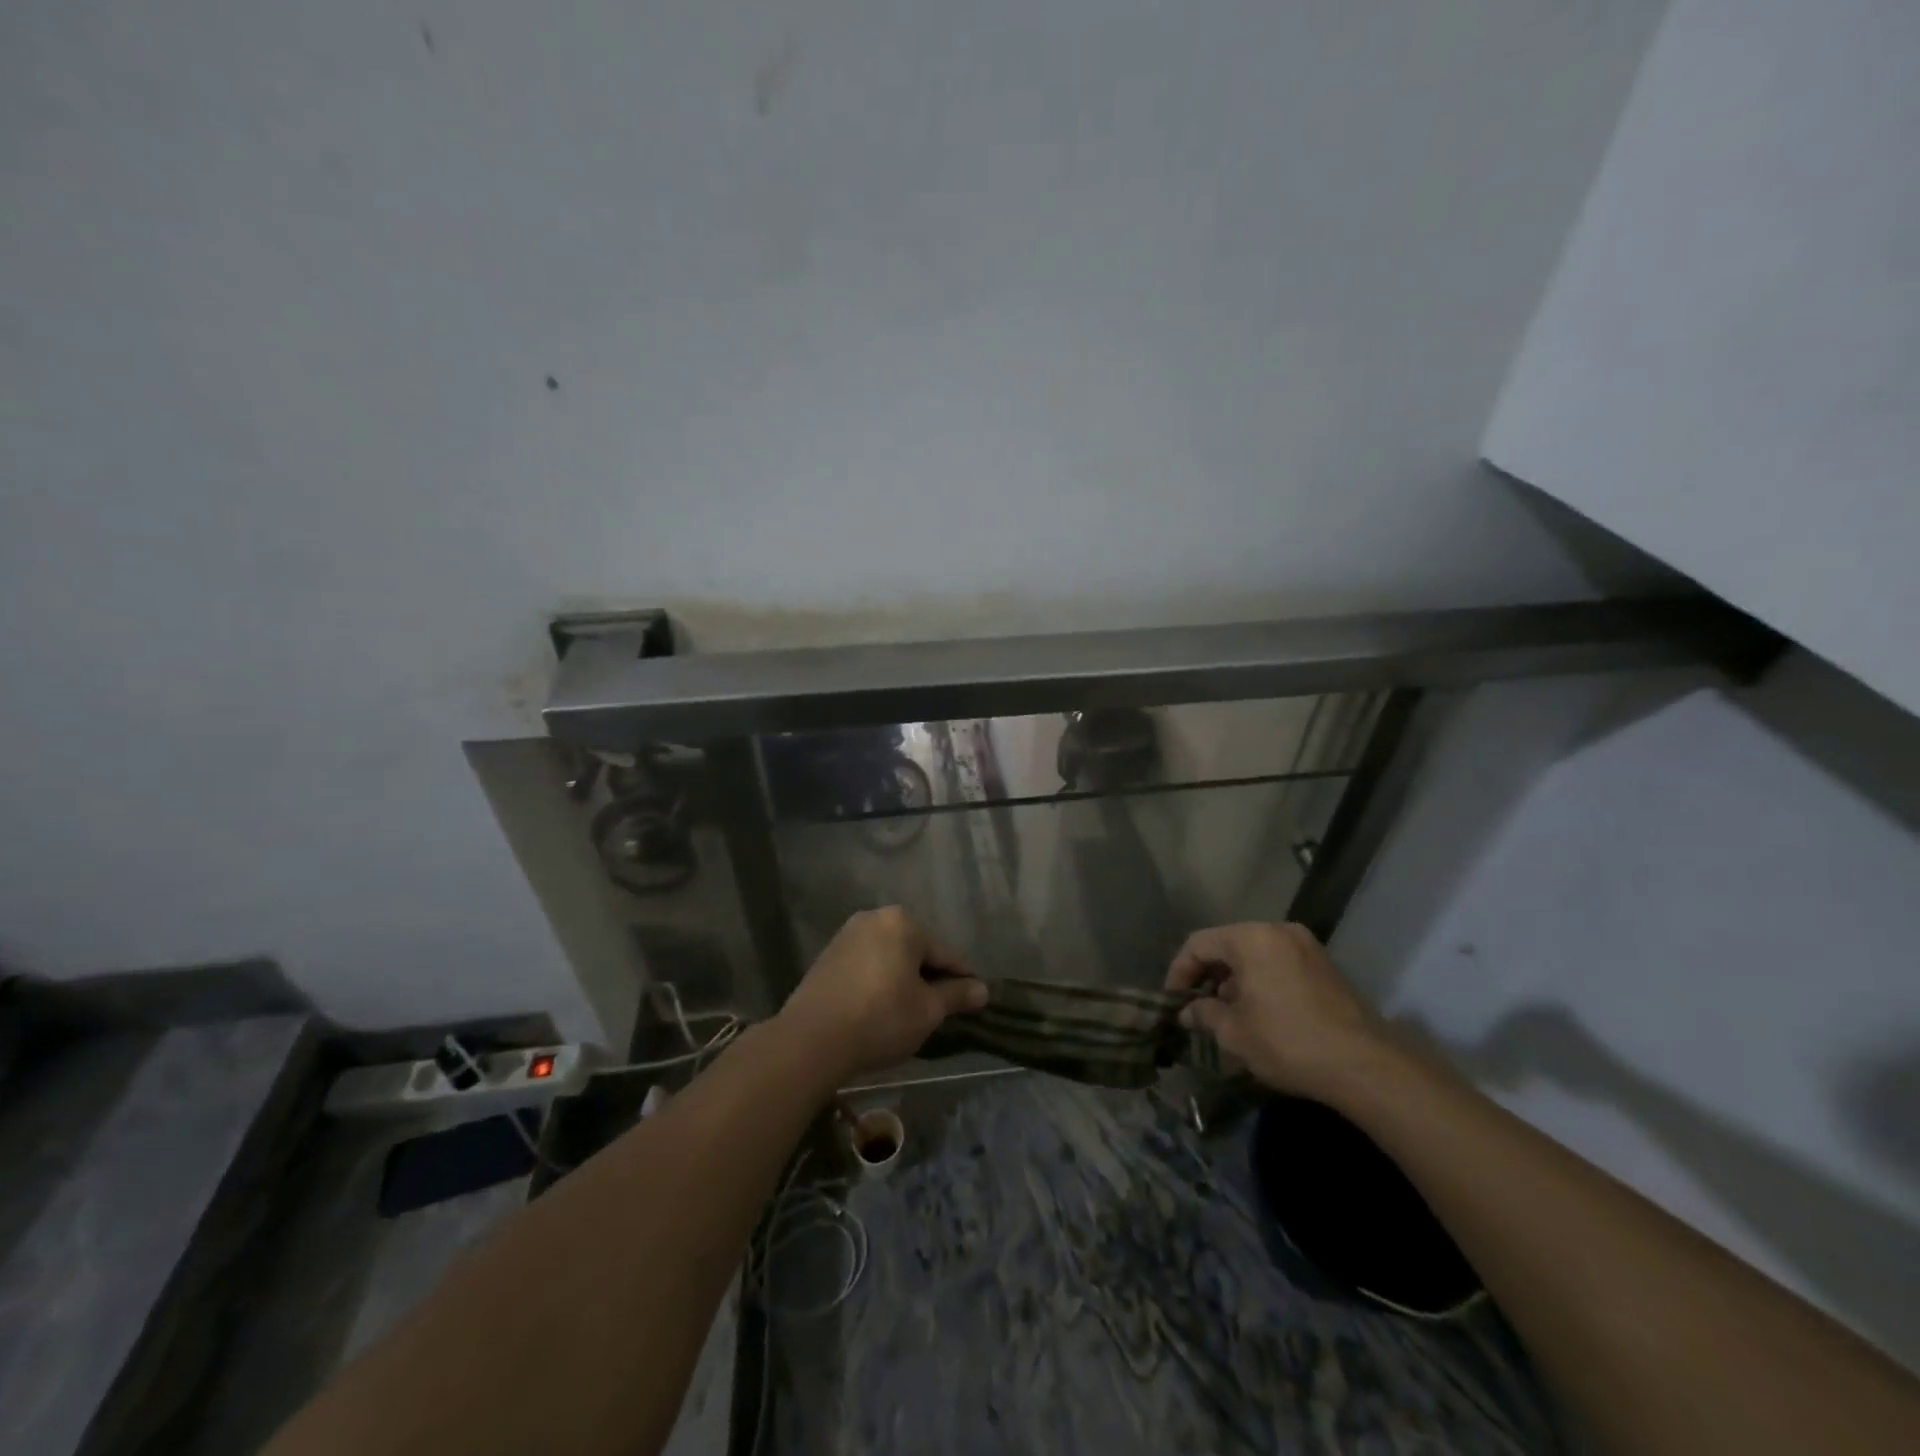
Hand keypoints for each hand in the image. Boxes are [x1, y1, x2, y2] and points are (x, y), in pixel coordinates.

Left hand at [776, 907, 986, 1081]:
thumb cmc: (880, 1019)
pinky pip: (866, 966)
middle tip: (938, 1012)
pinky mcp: (827, 956)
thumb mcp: (927, 1011)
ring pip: (889, 958)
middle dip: (929, 978)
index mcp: (903, 923)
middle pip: (916, 951)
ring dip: (902, 980)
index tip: (974, 1002)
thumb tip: (982, 989)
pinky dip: (878, 983)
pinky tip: (878, 1010)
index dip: (963, 980)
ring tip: (908, 1014)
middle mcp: (874, 918)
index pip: (945, 954)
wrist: (810, 1040)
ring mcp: (847, 935)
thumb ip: (957, 995)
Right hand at [1166, 922, 1385, 1098]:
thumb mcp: (1234, 1032)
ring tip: (1226, 1015)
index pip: (1199, 943)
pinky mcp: (1326, 968)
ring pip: (1255, 956)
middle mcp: (1279, 931)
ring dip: (1235, 980)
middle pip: (1228, 945)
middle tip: (1197, 1008)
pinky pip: (1279, 965)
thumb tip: (1189, 1012)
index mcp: (1251, 938)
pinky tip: (1259, 1014)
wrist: (1364, 1066)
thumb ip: (1204, 1014)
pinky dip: (1261, 983)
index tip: (1173, 1001)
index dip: (1180, 971)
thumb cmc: (1287, 1041)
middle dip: (1208, 976)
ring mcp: (1307, 947)